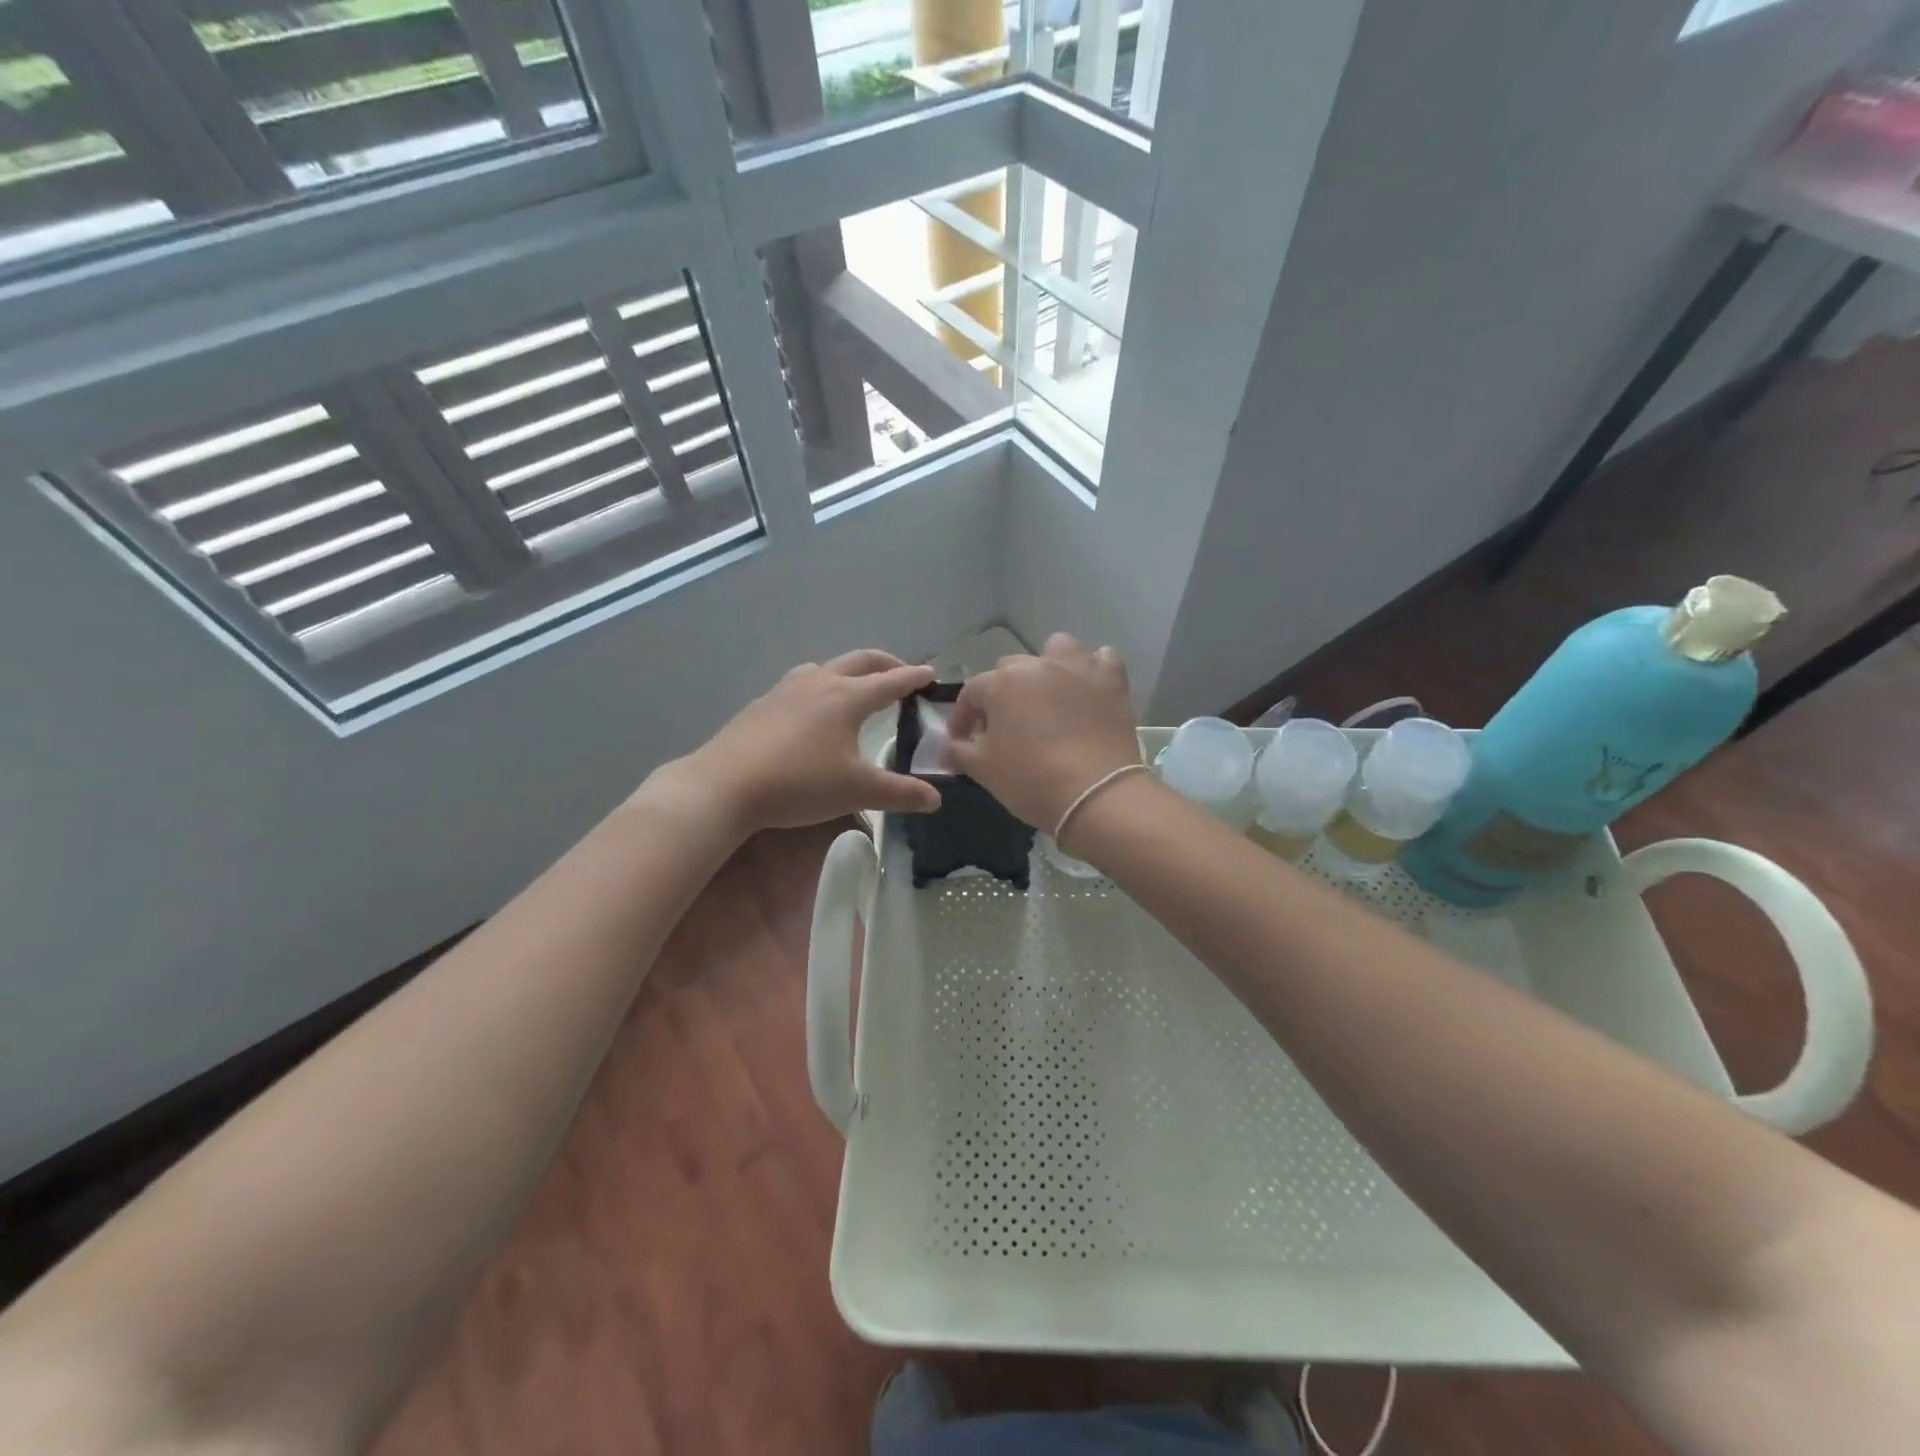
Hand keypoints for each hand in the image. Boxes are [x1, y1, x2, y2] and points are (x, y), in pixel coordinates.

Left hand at [668, 649, 941, 833]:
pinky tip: (811, 712)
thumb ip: (901, 793)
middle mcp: (819, 682)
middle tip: (902, 672)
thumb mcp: (858, 791)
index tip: (930, 674)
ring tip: (856, 689)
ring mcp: (786, 689)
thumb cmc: (801, 783)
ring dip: (849, 671)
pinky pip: (800, 684)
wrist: (726, 785)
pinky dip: (820, 686)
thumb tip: (936, 799)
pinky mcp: (763, 704)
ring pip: (826, 668)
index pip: (891, 681)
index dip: (914, 677)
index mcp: (848, 697)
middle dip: (885, 663)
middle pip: (860, 661)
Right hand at [944, 633, 1141, 833]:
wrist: (1095, 795)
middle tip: (1004, 726)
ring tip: (1048, 696)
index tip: (962, 740)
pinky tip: (1088, 690)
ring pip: (1057, 650)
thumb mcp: (983, 770)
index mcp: (1002, 684)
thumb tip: (949, 747)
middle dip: (1002, 693)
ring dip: (1048, 666)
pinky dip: (1093, 669)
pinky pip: (1102, 660)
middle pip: (1011, 669)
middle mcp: (1038, 666)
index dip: (963, 717)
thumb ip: (959, 752)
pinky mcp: (1111, 682)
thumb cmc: (1031, 780)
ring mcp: (1078, 669)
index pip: (972, 693)